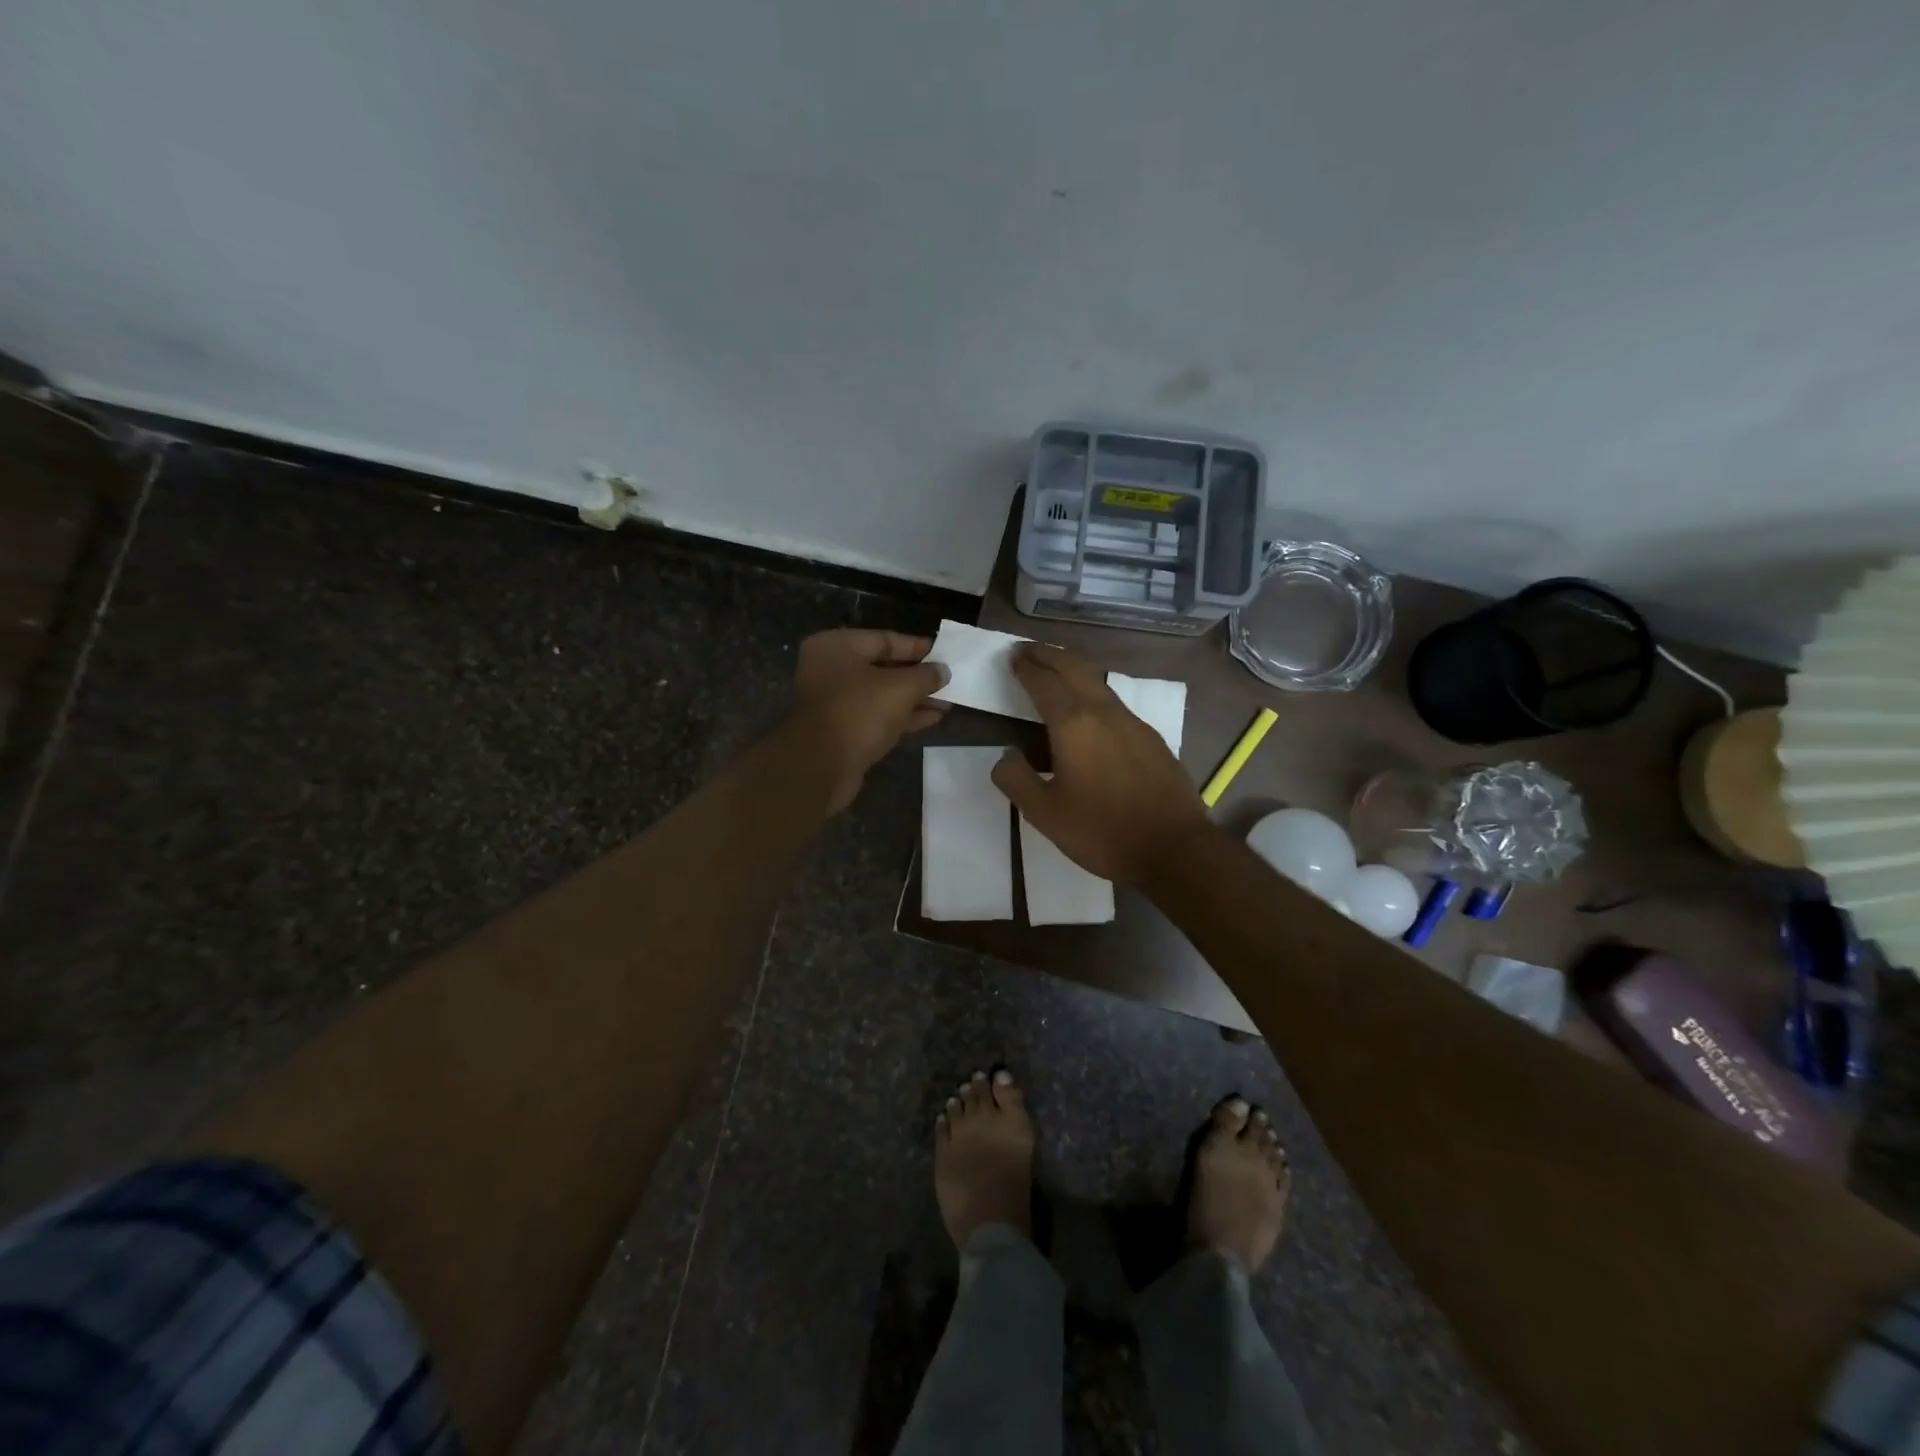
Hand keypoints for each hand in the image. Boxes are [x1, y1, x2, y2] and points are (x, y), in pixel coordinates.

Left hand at [789, 629, 949, 813]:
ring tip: (947, 701)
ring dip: (914, 698)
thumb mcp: (900, 687)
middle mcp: (831, 671)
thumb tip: (943, 671)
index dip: (916, 647)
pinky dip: (903, 716)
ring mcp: (835, 703)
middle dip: (917, 676)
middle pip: (882, 668)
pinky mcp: (843, 731)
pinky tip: (933, 717)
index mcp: (836, 647)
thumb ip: (925, 675)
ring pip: (882, 695)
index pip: (884, 639)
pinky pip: (878, 717)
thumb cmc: (859, 712)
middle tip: (948, 679)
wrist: (823, 766)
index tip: (943, 653)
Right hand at [991, 644, 1210, 883]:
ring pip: (1097, 681)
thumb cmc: (1102, 831)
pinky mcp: (1151, 738)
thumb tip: (1005, 756)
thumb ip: (1016, 779)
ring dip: (1072, 670)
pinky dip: (1092, 692)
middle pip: (1073, 667)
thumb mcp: (1044, 813)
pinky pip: (1114, 702)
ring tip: (1055, 674)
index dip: (1025, 666)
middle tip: (1028, 651)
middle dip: (1048, 655)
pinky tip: (1089, 714)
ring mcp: (1133, 722)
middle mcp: (1104, 711)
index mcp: (1073, 724)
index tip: (1011, 657)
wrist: (1174, 848)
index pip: (1043, 681)